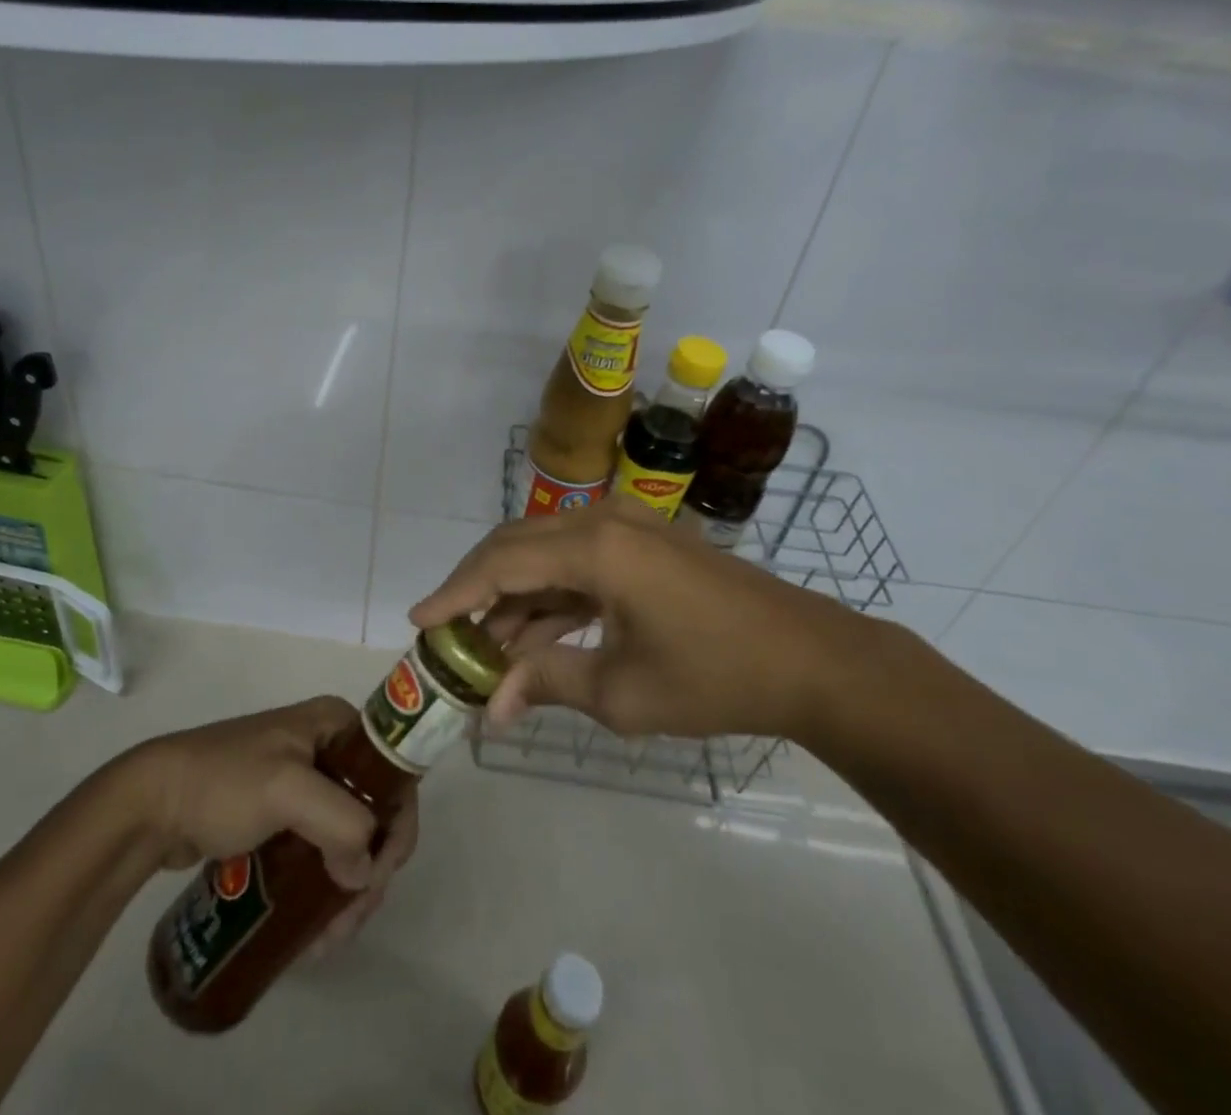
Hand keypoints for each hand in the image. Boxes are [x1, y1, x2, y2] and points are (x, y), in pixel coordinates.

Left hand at [115, 697, 417, 947]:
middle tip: (349, 921)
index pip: (392, 772)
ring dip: (348, 890)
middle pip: (374, 812)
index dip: (396, 825)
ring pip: (349, 839)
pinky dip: (324, 890)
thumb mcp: (286, 790)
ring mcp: (305, 784)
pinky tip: (313, 930)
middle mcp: (328, 748)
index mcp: (336, 724)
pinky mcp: (283, 817)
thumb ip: (339, 823)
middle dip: (369, 871)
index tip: (376, 878)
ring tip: (326, 940)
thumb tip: (364, 875)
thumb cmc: (222, 783)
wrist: (150, 803)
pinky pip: (320, 853)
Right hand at [409, 497, 865, 740]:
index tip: (418, 621)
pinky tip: (532, 638)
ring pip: (545, 555)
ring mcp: (625, 528)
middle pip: (515, 546)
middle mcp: (602, 522)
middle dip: (476, 590)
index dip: (455, 593)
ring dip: (513, 599)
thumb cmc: (716, 676)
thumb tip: (490, 707)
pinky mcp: (641, 544)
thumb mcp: (623, 692)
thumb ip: (547, 684)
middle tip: (446, 634)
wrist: (811, 660)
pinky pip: (576, 563)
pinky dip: (549, 598)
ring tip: (485, 650)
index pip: (501, 564)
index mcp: (596, 548)